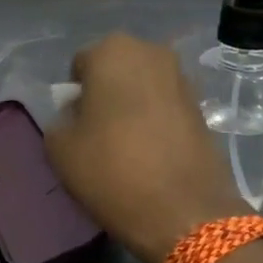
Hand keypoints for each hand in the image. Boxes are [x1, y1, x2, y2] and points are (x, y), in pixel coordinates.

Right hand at [43, 34, 244, 262]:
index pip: (80, 65)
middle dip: (105, 93)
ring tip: (125, 144)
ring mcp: (182, 78)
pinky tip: (150, 151)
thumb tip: (76, 116)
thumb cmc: (112, 170)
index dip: (74, 95)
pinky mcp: (202, 106)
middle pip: (116, 69)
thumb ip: (60, 120)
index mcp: (112, 51)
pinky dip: (155, 120)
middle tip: (98, 131)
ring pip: (143, 86)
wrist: (183, 211)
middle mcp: (151, 52)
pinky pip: (165, 105)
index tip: (76, 125)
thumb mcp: (60, 148)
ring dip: (132, 106)